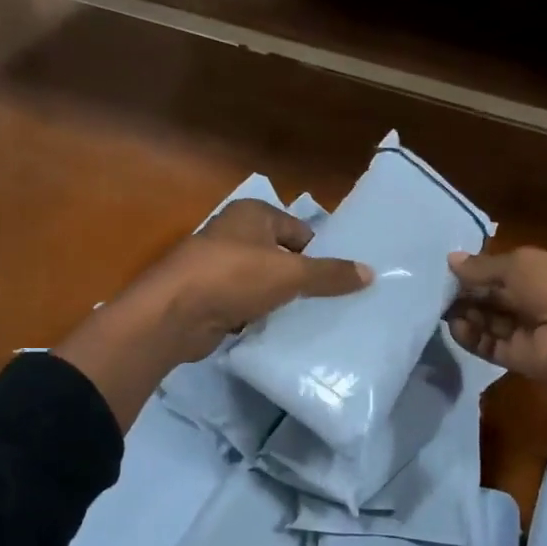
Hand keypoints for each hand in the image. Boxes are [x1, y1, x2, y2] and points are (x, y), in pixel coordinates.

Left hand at [144, 199, 370, 364]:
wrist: (175, 313)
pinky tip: (280, 331)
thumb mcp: (290, 274)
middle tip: (334, 303)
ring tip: (312, 319)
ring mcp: (220, 266)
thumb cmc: (234, 277)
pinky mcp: (212, 296)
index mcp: (253, 214)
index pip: (301, 231)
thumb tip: (371, 273)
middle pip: (283, 256)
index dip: (320, 254)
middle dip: (304, 279)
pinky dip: (261, 315)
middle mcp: (235, 233)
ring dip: (282, 300)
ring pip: (265, 282)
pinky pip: (248, 303)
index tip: (341, 280)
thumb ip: (330, 274)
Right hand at [446, 246, 546, 437]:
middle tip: (440, 289)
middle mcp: (537, 302)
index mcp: (546, 273)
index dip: (481, 270)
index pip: (507, 271)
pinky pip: (489, 345)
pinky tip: (454, 326)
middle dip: (469, 292)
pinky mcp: (517, 357)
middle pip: (496, 297)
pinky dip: (471, 337)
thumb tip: (451, 260)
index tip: (451, 269)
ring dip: (466, 314)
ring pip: (490, 321)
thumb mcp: (520, 264)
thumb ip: (483, 266)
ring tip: (442, 307)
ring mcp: (527, 332)